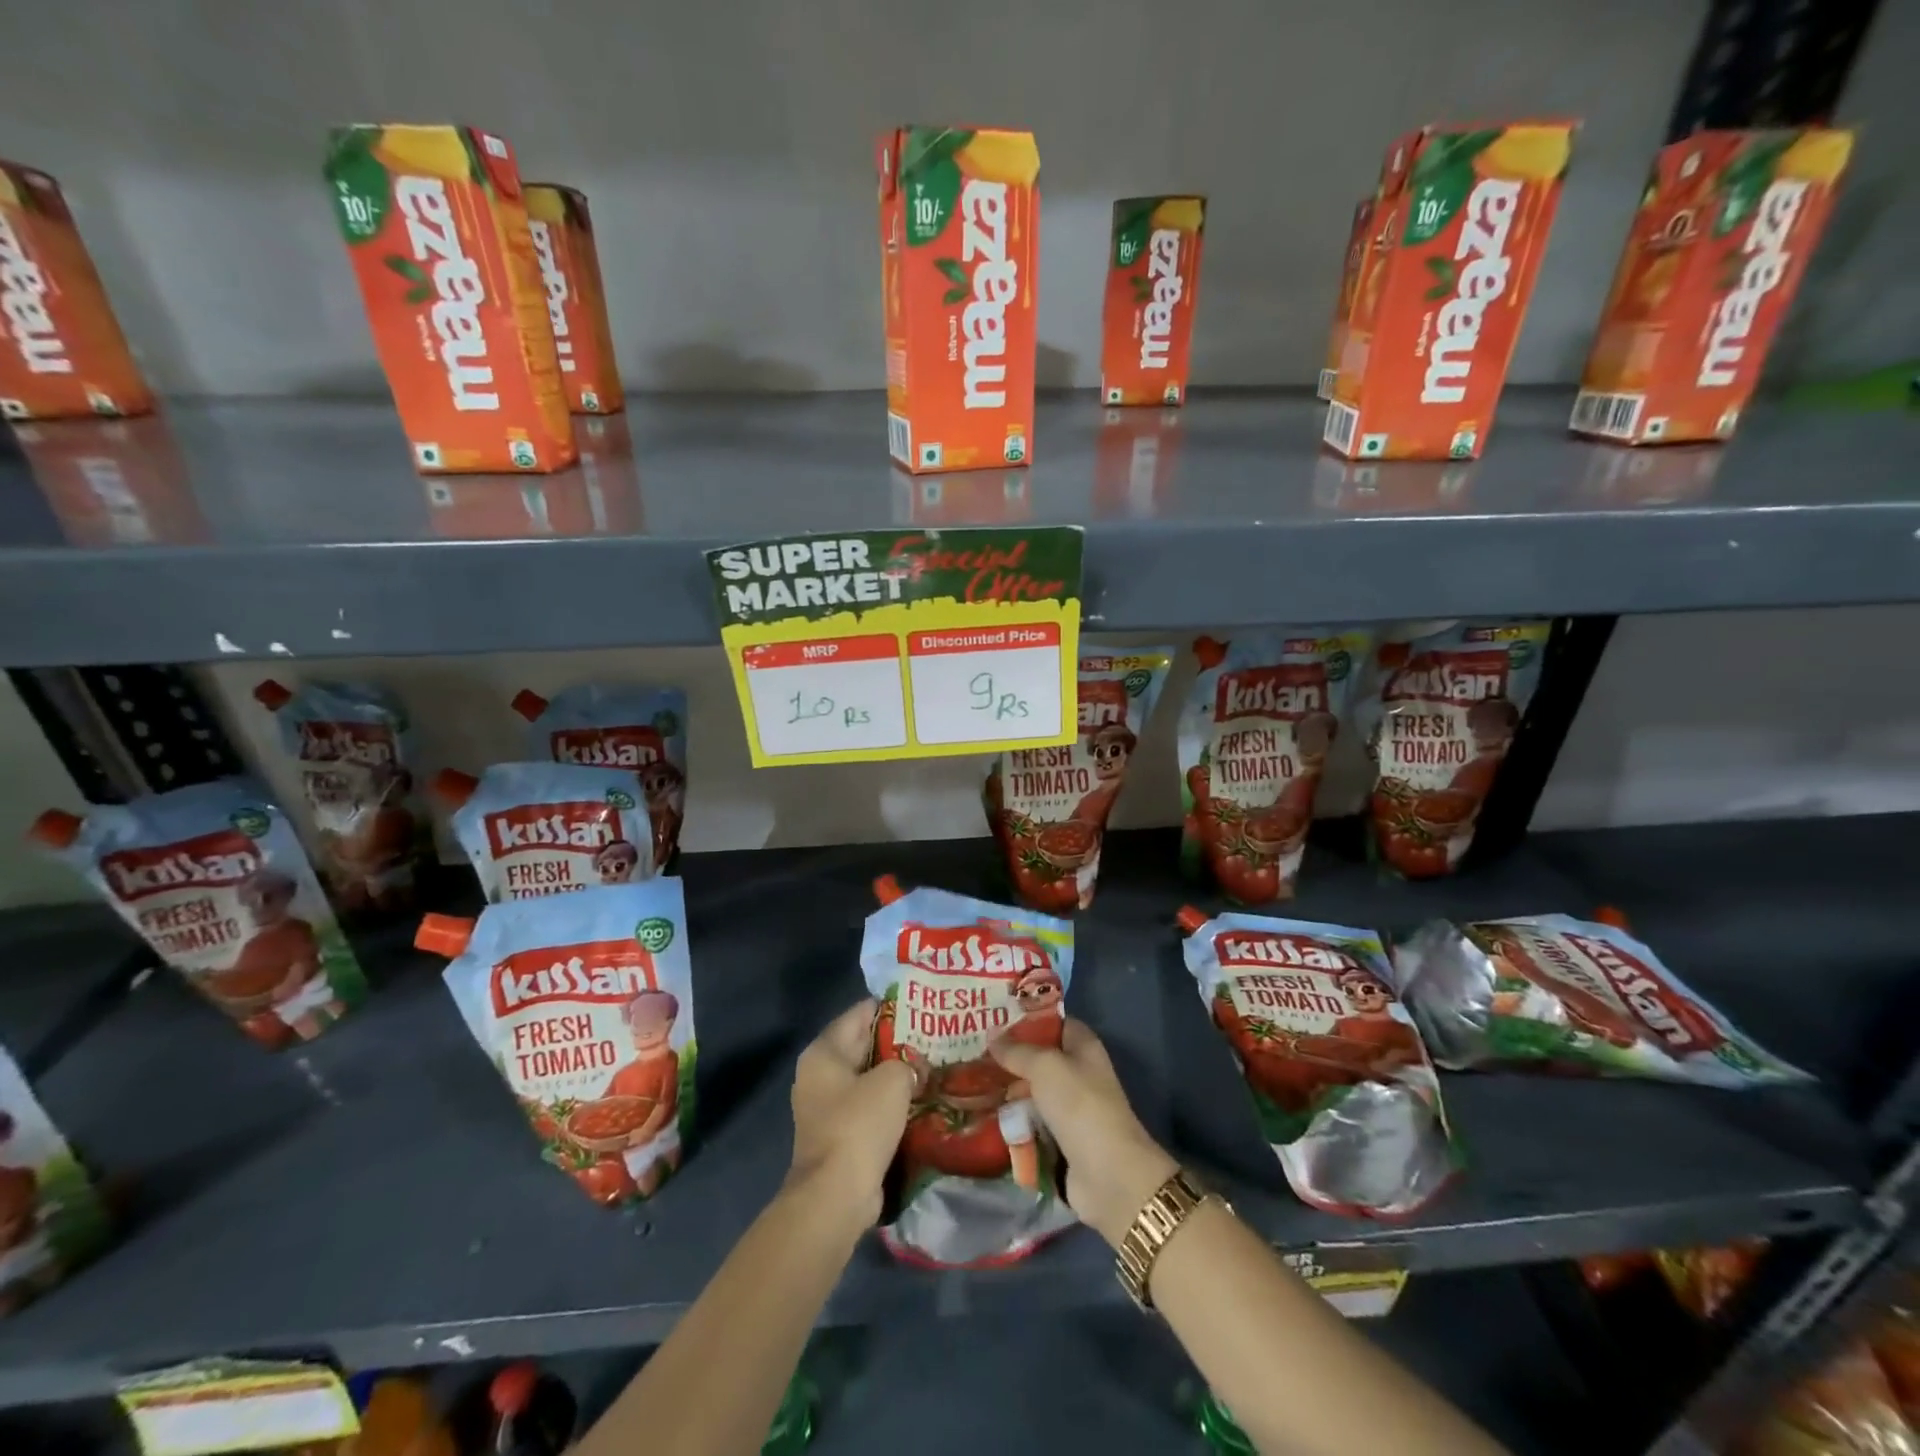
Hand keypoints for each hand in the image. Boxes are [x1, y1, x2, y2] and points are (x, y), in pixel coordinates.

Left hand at [785, 999, 913, 1231]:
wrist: (836, 1195)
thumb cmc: (859, 1124)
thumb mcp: (893, 1080)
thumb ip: (907, 1062)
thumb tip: (914, 1068)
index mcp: (823, 1052)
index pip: (858, 1014)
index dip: (889, 1007)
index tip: (920, 1004)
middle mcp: (818, 1074)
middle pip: (861, 1045)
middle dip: (895, 1041)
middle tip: (932, 1034)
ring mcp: (825, 1107)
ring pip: (866, 1078)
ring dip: (894, 1074)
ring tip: (930, 1064)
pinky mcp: (838, 1134)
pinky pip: (868, 1106)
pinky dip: (889, 1101)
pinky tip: (918, 1098)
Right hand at [990, 1018, 1178, 1248]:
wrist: (1108, 1174)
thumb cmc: (1079, 1105)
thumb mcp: (1045, 1066)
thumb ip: (1016, 1050)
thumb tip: (991, 1033)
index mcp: (1083, 1046)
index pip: (1053, 1023)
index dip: (1026, 1018)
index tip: (993, 1018)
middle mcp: (1078, 1073)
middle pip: (1039, 1058)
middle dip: (1009, 1057)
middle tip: (972, 1051)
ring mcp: (1069, 1108)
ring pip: (1031, 1091)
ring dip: (1007, 1090)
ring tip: (970, 1083)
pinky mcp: (1060, 1139)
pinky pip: (1030, 1122)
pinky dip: (1012, 1120)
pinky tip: (984, 1115)